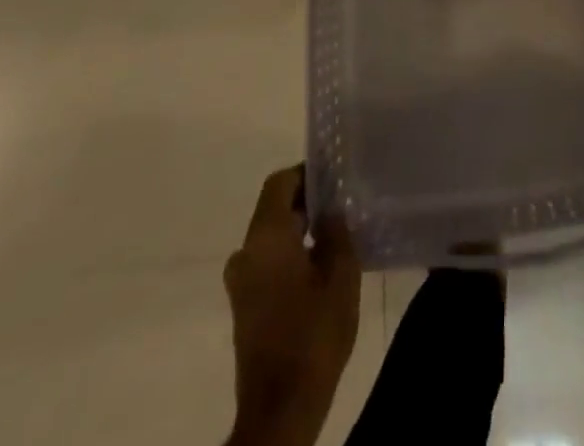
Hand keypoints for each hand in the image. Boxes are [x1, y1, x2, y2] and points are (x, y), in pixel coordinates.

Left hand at [224, 166, 360, 445]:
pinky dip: (290, 253)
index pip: (279, 182)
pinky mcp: (244, 305)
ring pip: (271, 236)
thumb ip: (337, 232)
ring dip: (299, 229)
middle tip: (343, 203)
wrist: (281, 409)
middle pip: (273, 208)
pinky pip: (267, 260)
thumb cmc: (313, 334)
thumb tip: (331, 210)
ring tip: (336, 233)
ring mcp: (240, 281)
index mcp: (265, 237)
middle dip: (306, 202)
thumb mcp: (342, 276)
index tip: (335, 177)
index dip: (306, 173)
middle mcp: (245, 252)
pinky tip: (320, 266)